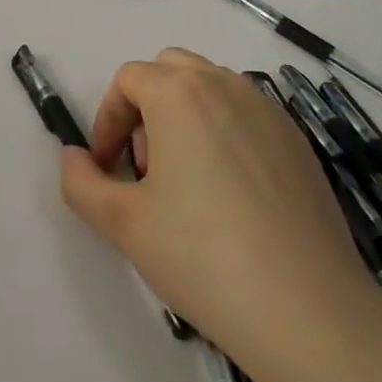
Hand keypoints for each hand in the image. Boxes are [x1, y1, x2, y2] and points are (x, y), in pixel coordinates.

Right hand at [58, 49, 378, 375]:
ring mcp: (268, 111)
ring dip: (186, 116)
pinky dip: (226, 133)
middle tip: (146, 167)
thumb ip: (81, 182)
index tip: (107, 167)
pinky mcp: (298, 141)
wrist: (309, 311)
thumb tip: (72, 157)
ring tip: (187, 181)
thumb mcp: (123, 223)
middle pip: (171, 70)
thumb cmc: (203, 257)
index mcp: (179, 93)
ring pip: (212, 88)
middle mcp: (225, 85)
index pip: (128, 80)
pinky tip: (233, 197)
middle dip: (147, 107)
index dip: (108, 120)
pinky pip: (248, 115)